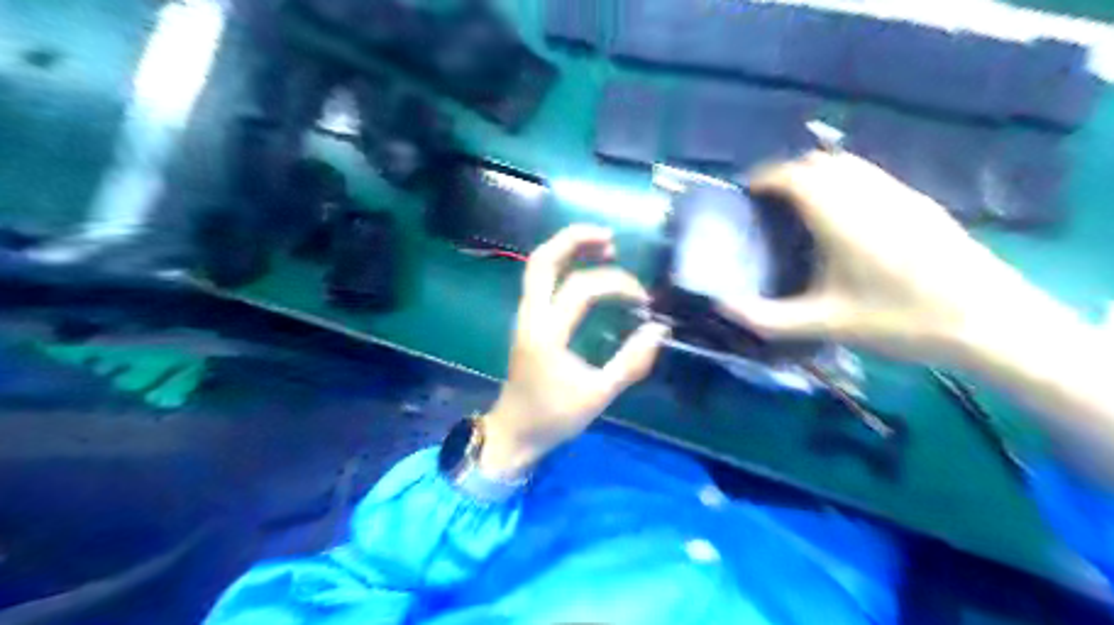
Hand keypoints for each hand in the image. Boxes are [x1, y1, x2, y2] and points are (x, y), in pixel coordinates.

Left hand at [481, 225, 669, 478]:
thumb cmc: (553, 417)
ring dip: (568, 249)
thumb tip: (657, 331)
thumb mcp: (598, 396)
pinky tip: (587, 270)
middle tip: (611, 238)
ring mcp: (524, 316)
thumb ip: (630, 362)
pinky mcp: (527, 321)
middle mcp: (530, 316)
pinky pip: (540, 281)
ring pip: (537, 266)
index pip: (581, 289)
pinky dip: (564, 266)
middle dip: (575, 239)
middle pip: (542, 260)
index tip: (643, 300)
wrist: (513, 432)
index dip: (617, 285)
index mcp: (546, 334)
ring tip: (604, 247)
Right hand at [719, 151, 1040, 364]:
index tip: (746, 192)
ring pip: (849, 165)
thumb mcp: (827, 324)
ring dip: (818, 174)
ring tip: (800, 206)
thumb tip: (723, 309)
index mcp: (842, 218)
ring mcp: (900, 195)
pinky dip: (844, 182)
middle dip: (789, 173)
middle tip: (769, 203)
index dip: (767, 176)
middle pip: (821, 162)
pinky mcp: (920, 204)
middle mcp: (870, 195)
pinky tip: (842, 218)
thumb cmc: (901, 320)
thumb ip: (769, 318)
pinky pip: (871, 176)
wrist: (989, 320)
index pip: (796, 175)